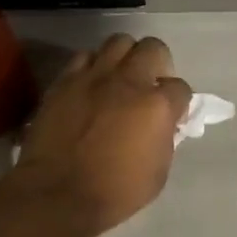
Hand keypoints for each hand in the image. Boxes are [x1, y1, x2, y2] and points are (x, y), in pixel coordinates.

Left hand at [11, 34, 192, 236]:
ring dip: (125, 58)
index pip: (180, 88)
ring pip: (118, 43)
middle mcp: (129, 81)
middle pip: (153, 48)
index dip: (178, 101)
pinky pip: (84, 57)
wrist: (56, 194)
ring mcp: (94, 77)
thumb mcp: (158, 173)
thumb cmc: (114, 192)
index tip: (171, 115)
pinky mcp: (65, 80)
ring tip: (119, 79)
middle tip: (149, 86)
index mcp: (157, 106)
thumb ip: (165, 139)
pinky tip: (90, 85)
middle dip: (157, 64)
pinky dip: (92, 67)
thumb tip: (163, 125)